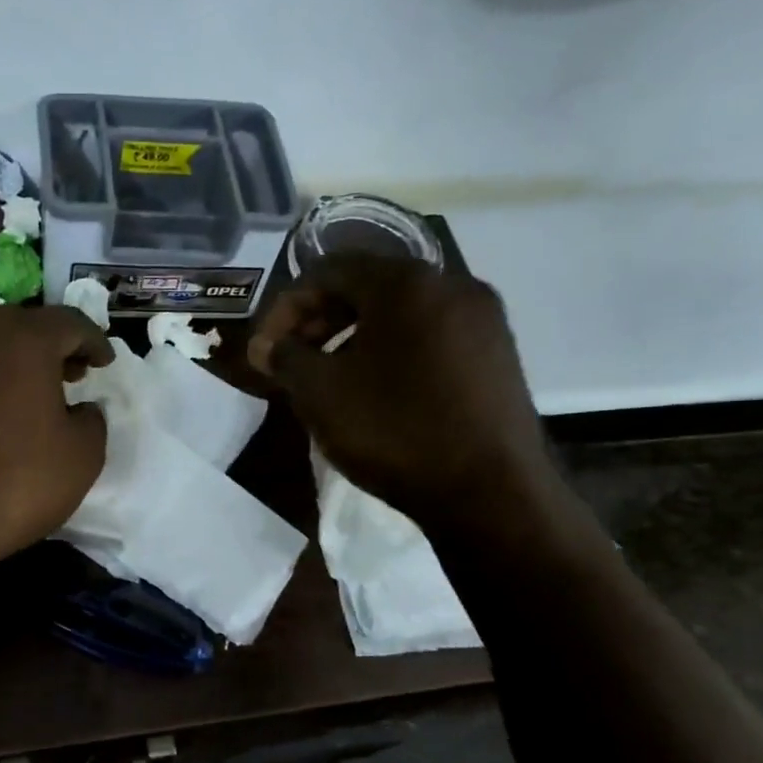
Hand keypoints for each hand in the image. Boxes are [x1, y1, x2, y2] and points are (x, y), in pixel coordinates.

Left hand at [0, 305, 111, 579]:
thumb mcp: (81, 458)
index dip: (94, 341)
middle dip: (48, 347)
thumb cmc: (12, 484)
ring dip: (5, 363)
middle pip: (19, 325)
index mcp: (22, 339)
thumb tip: (81, 409)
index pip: (69, 322)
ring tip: (20, 396)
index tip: (104, 362)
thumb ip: (92, 421)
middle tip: (67, 375)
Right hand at [247, 254, 552, 524]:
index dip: (286, 306)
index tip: (266, 348)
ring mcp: (483, 319)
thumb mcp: (320, 393)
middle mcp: (451, 284)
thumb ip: (285, 358)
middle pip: (368, 285)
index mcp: (406, 282)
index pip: (329, 269)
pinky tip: (376, 390)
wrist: (489, 493)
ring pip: (401, 312)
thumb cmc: (394, 430)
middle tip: (293, 359)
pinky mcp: (498, 354)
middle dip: (320, 319)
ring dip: (354, 336)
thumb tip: (264, 346)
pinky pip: (430, 335)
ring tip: (330, 377)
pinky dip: (392, 350)